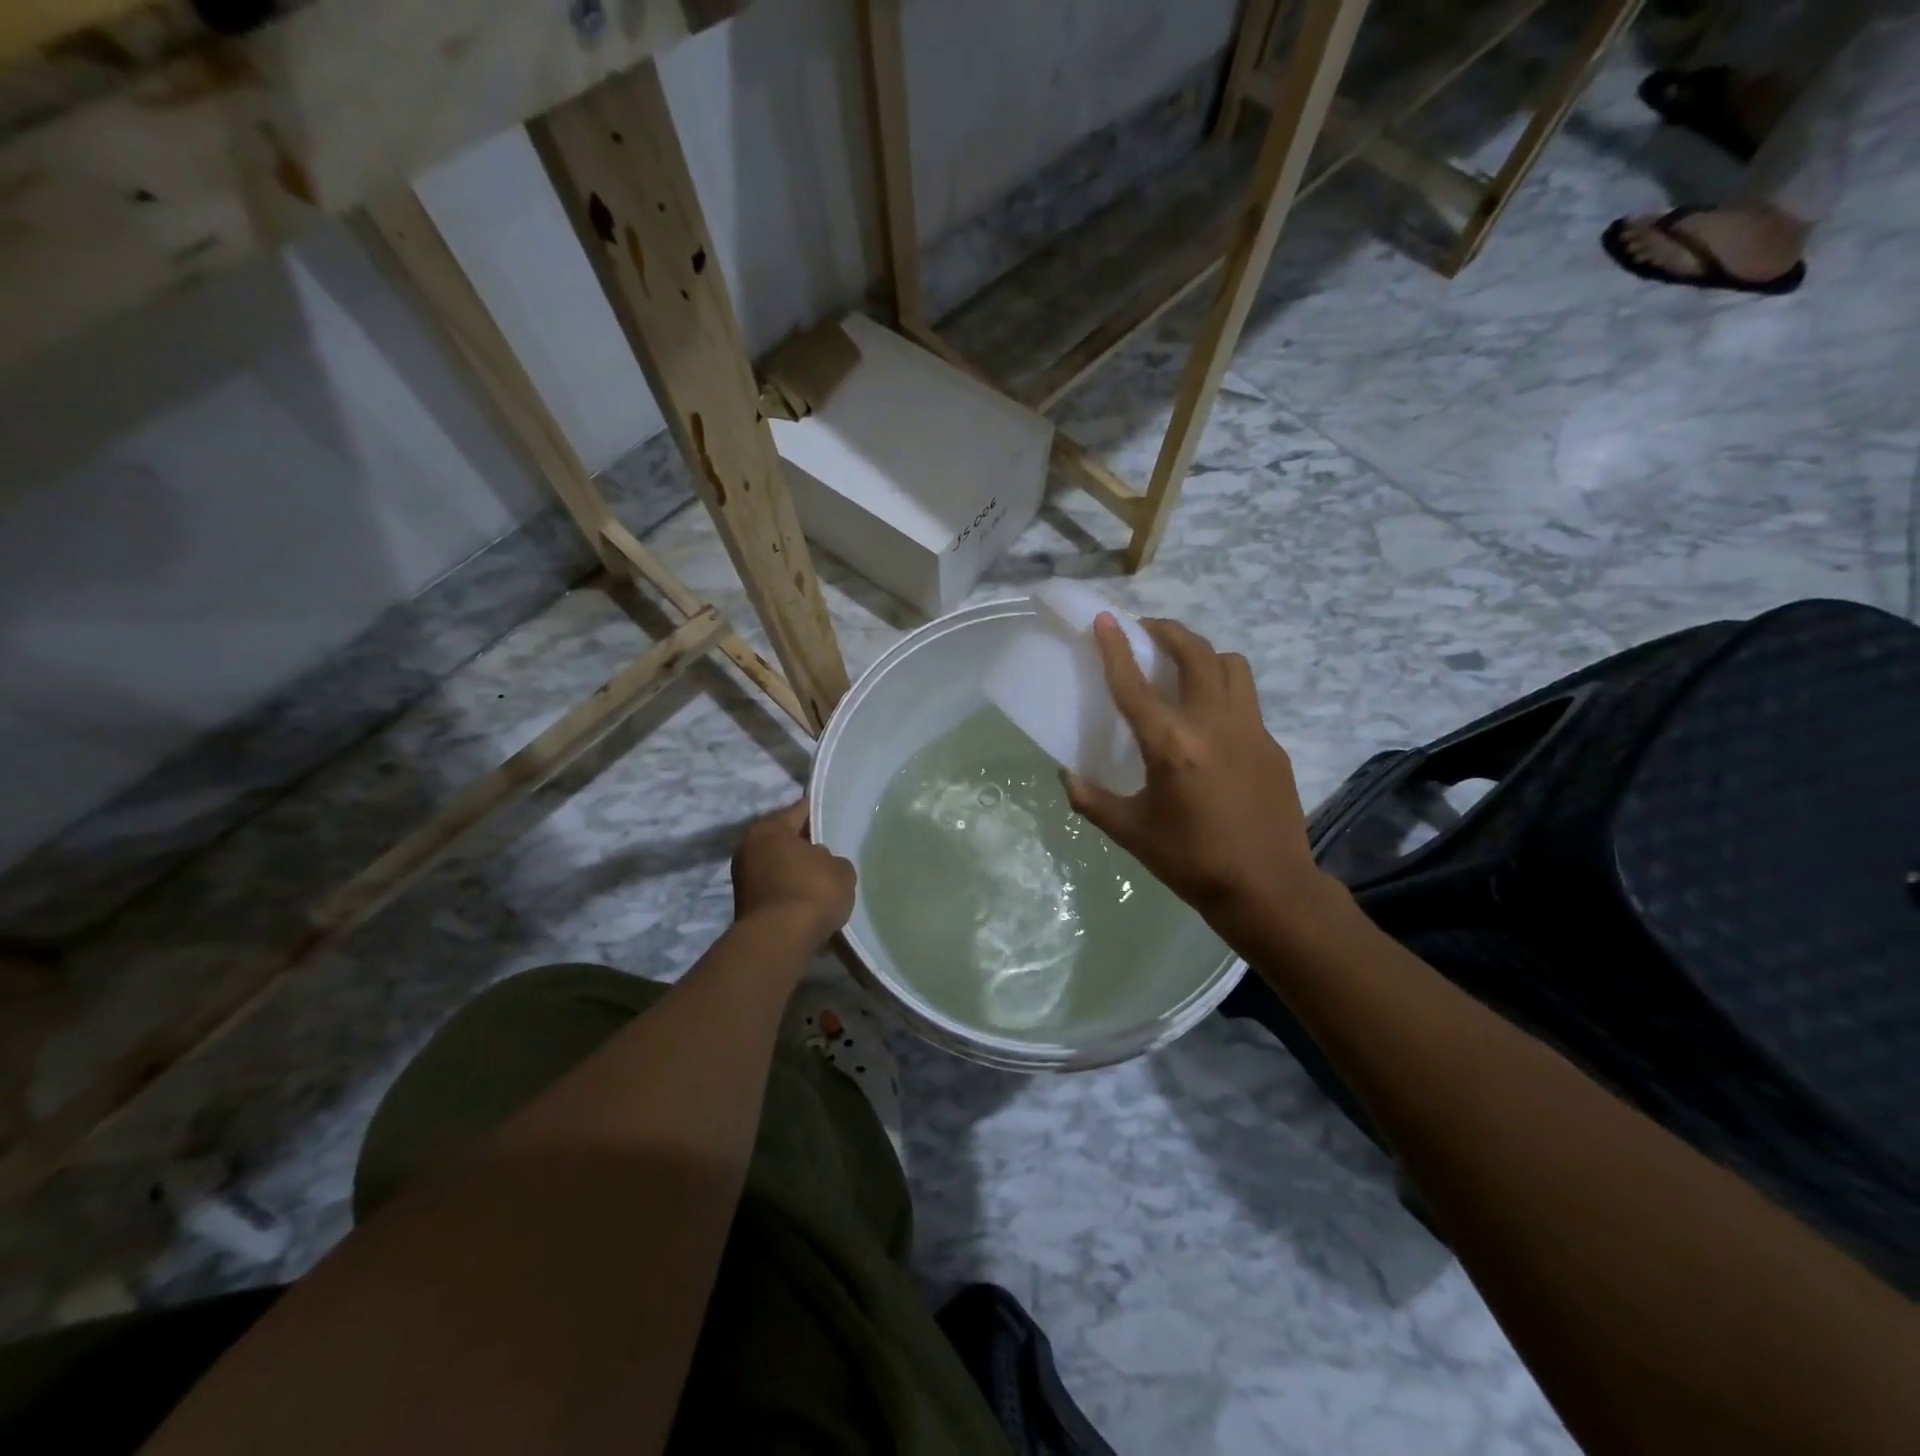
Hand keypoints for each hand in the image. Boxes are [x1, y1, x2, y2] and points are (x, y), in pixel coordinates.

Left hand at [731, 800, 855, 950]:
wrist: (779, 941)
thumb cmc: (812, 892)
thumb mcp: (840, 869)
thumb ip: (831, 859)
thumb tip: (818, 862)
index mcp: (769, 828)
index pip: (800, 810)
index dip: (820, 813)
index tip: (835, 816)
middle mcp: (749, 847)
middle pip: (784, 839)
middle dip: (804, 844)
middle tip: (830, 849)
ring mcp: (742, 878)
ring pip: (777, 865)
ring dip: (795, 871)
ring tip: (822, 878)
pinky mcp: (745, 905)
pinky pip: (774, 889)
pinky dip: (789, 892)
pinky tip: (808, 900)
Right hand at [1062, 615, 1336, 941]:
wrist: (1267, 888)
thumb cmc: (1190, 861)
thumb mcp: (1130, 833)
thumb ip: (1092, 799)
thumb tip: (1067, 775)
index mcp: (1171, 745)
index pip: (1135, 684)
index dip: (1115, 648)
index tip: (1105, 619)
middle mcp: (1213, 724)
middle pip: (1195, 653)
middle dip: (1169, 631)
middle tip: (1148, 631)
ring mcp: (1250, 730)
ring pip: (1231, 665)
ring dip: (1204, 655)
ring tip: (1184, 667)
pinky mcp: (1272, 745)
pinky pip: (1247, 700)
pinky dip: (1224, 692)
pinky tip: (1211, 722)